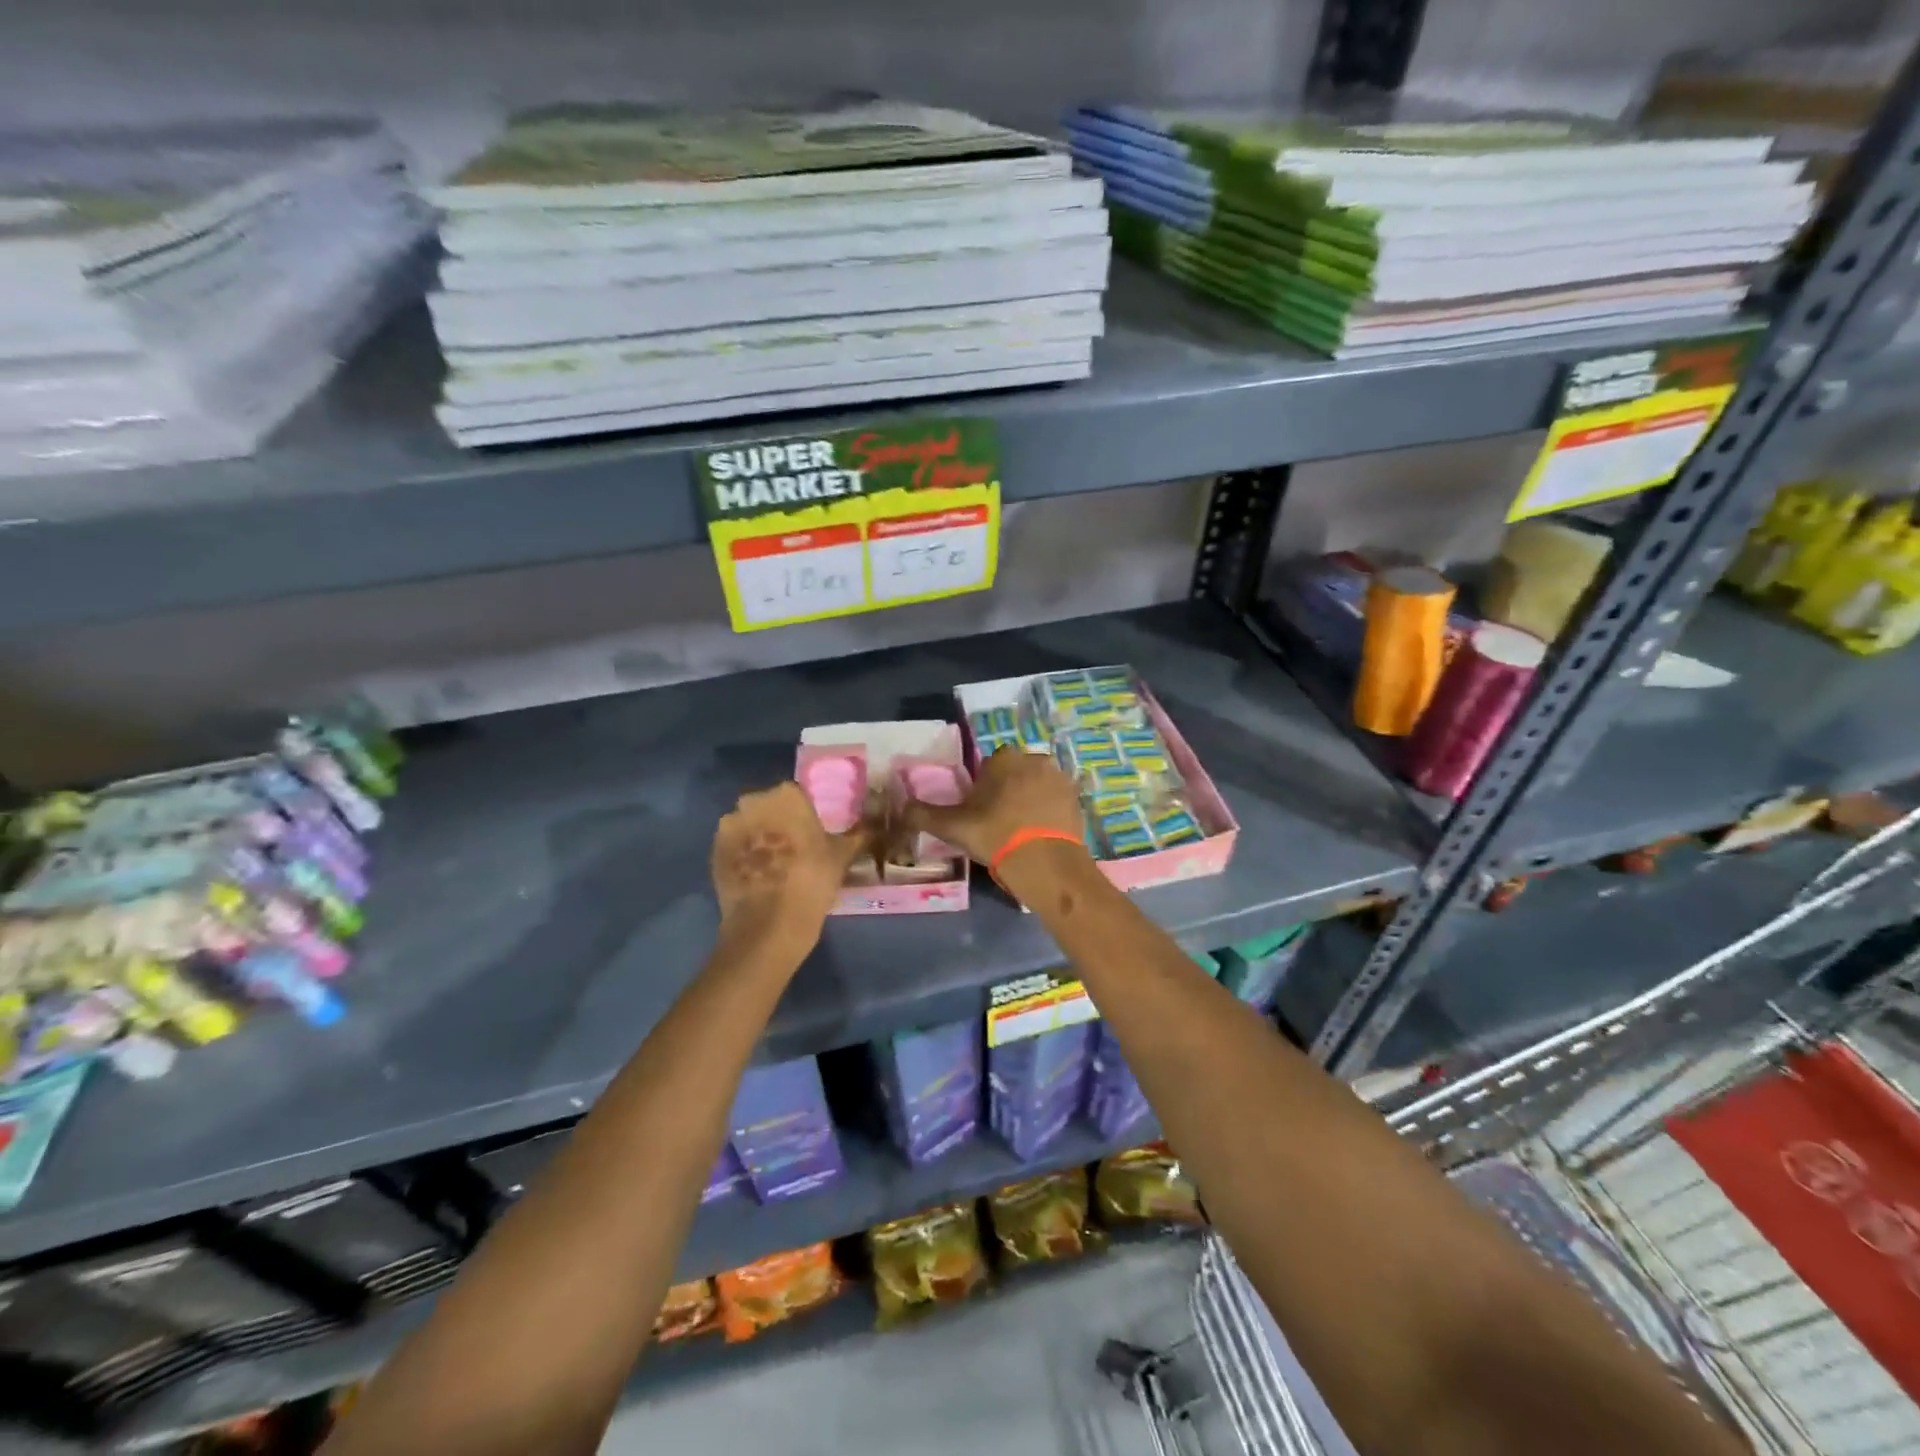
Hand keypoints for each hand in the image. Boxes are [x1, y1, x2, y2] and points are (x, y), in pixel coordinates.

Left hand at [711, 783, 872, 950]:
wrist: (768, 925)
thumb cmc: (812, 881)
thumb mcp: (842, 856)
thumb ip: (856, 836)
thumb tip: (872, 827)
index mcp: (787, 795)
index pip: (797, 796)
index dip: (805, 816)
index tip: (812, 835)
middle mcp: (753, 802)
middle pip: (769, 807)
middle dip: (779, 822)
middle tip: (795, 849)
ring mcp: (729, 827)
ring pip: (749, 825)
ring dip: (759, 838)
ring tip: (774, 865)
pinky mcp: (713, 852)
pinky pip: (734, 847)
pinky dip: (743, 856)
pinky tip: (758, 876)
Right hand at [899, 747, 1085, 868]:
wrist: (1044, 861)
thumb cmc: (994, 835)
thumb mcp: (952, 827)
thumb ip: (923, 814)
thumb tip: (901, 807)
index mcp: (1003, 759)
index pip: (991, 765)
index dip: (984, 786)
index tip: (981, 809)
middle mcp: (1034, 759)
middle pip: (1016, 772)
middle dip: (1009, 789)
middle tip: (1000, 821)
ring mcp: (1059, 778)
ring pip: (1038, 784)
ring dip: (1031, 799)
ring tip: (1022, 829)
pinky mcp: (1076, 798)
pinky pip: (1057, 800)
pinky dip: (1049, 812)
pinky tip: (1041, 834)